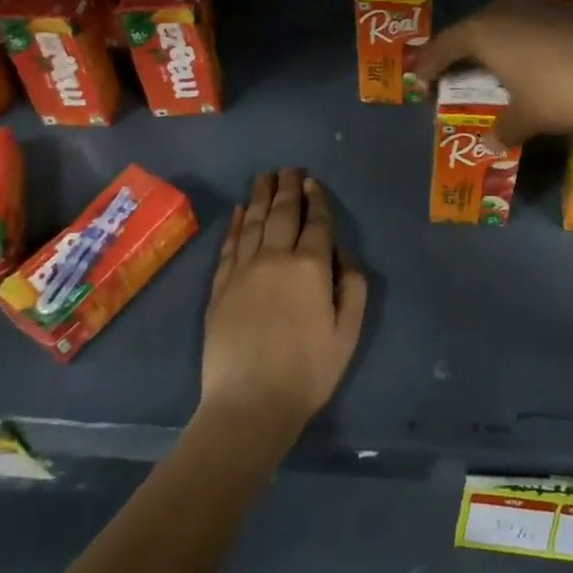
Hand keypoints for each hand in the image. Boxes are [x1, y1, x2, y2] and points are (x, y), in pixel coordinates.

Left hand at [200, 169, 367, 442]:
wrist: (250, 403)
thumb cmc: (308, 371)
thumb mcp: (348, 331)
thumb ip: (353, 285)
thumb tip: (341, 252)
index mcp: (311, 267)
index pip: (316, 222)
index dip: (316, 199)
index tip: (313, 181)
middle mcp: (275, 258)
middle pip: (282, 213)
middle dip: (287, 188)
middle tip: (288, 169)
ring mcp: (243, 271)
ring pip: (253, 222)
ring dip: (260, 196)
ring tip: (264, 176)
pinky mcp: (219, 287)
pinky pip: (229, 246)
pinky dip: (235, 225)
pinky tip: (238, 211)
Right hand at [411, 0, 572, 146]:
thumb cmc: (559, 95)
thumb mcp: (527, 116)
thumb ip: (505, 127)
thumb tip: (492, 143)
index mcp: (485, 32)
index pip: (446, 44)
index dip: (431, 63)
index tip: (421, 80)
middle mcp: (508, 11)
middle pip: (474, 26)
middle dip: (462, 46)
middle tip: (455, 67)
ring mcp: (541, 8)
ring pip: (506, 19)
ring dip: (496, 39)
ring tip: (495, 62)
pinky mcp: (570, 12)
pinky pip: (533, 23)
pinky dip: (525, 39)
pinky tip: (535, 59)